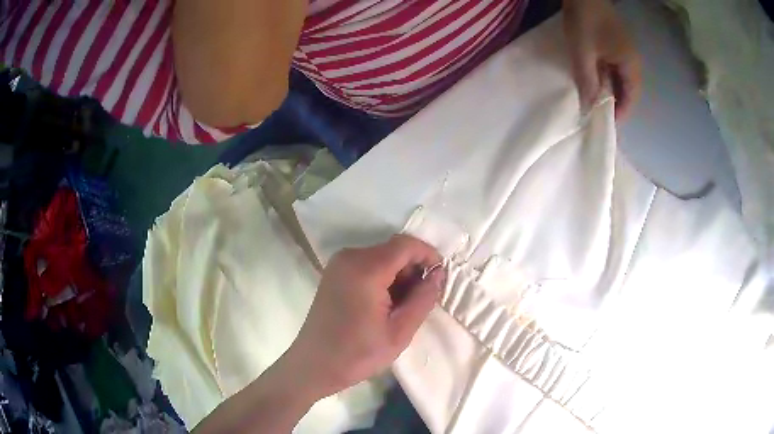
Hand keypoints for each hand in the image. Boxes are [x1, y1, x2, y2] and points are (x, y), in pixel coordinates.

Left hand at [287, 235, 444, 398]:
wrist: (314, 365)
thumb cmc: (358, 354)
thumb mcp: (400, 332)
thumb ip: (423, 298)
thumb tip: (438, 274)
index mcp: (365, 269)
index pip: (406, 245)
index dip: (429, 255)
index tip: (440, 278)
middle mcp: (349, 257)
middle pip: (393, 250)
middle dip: (413, 269)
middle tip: (422, 299)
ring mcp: (338, 264)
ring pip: (382, 257)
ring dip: (399, 275)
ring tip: (403, 307)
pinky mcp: (334, 273)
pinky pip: (367, 264)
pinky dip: (383, 278)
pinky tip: (385, 304)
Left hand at [563, 0, 641, 118]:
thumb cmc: (585, 22)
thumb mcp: (583, 54)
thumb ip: (587, 81)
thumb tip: (589, 108)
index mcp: (631, 66)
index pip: (630, 98)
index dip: (621, 113)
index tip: (607, 126)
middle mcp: (632, 62)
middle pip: (627, 90)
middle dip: (615, 104)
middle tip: (599, 117)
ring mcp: (625, 52)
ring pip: (620, 79)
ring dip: (609, 91)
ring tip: (595, 103)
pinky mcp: (615, 44)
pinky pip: (613, 68)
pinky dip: (605, 78)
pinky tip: (594, 82)